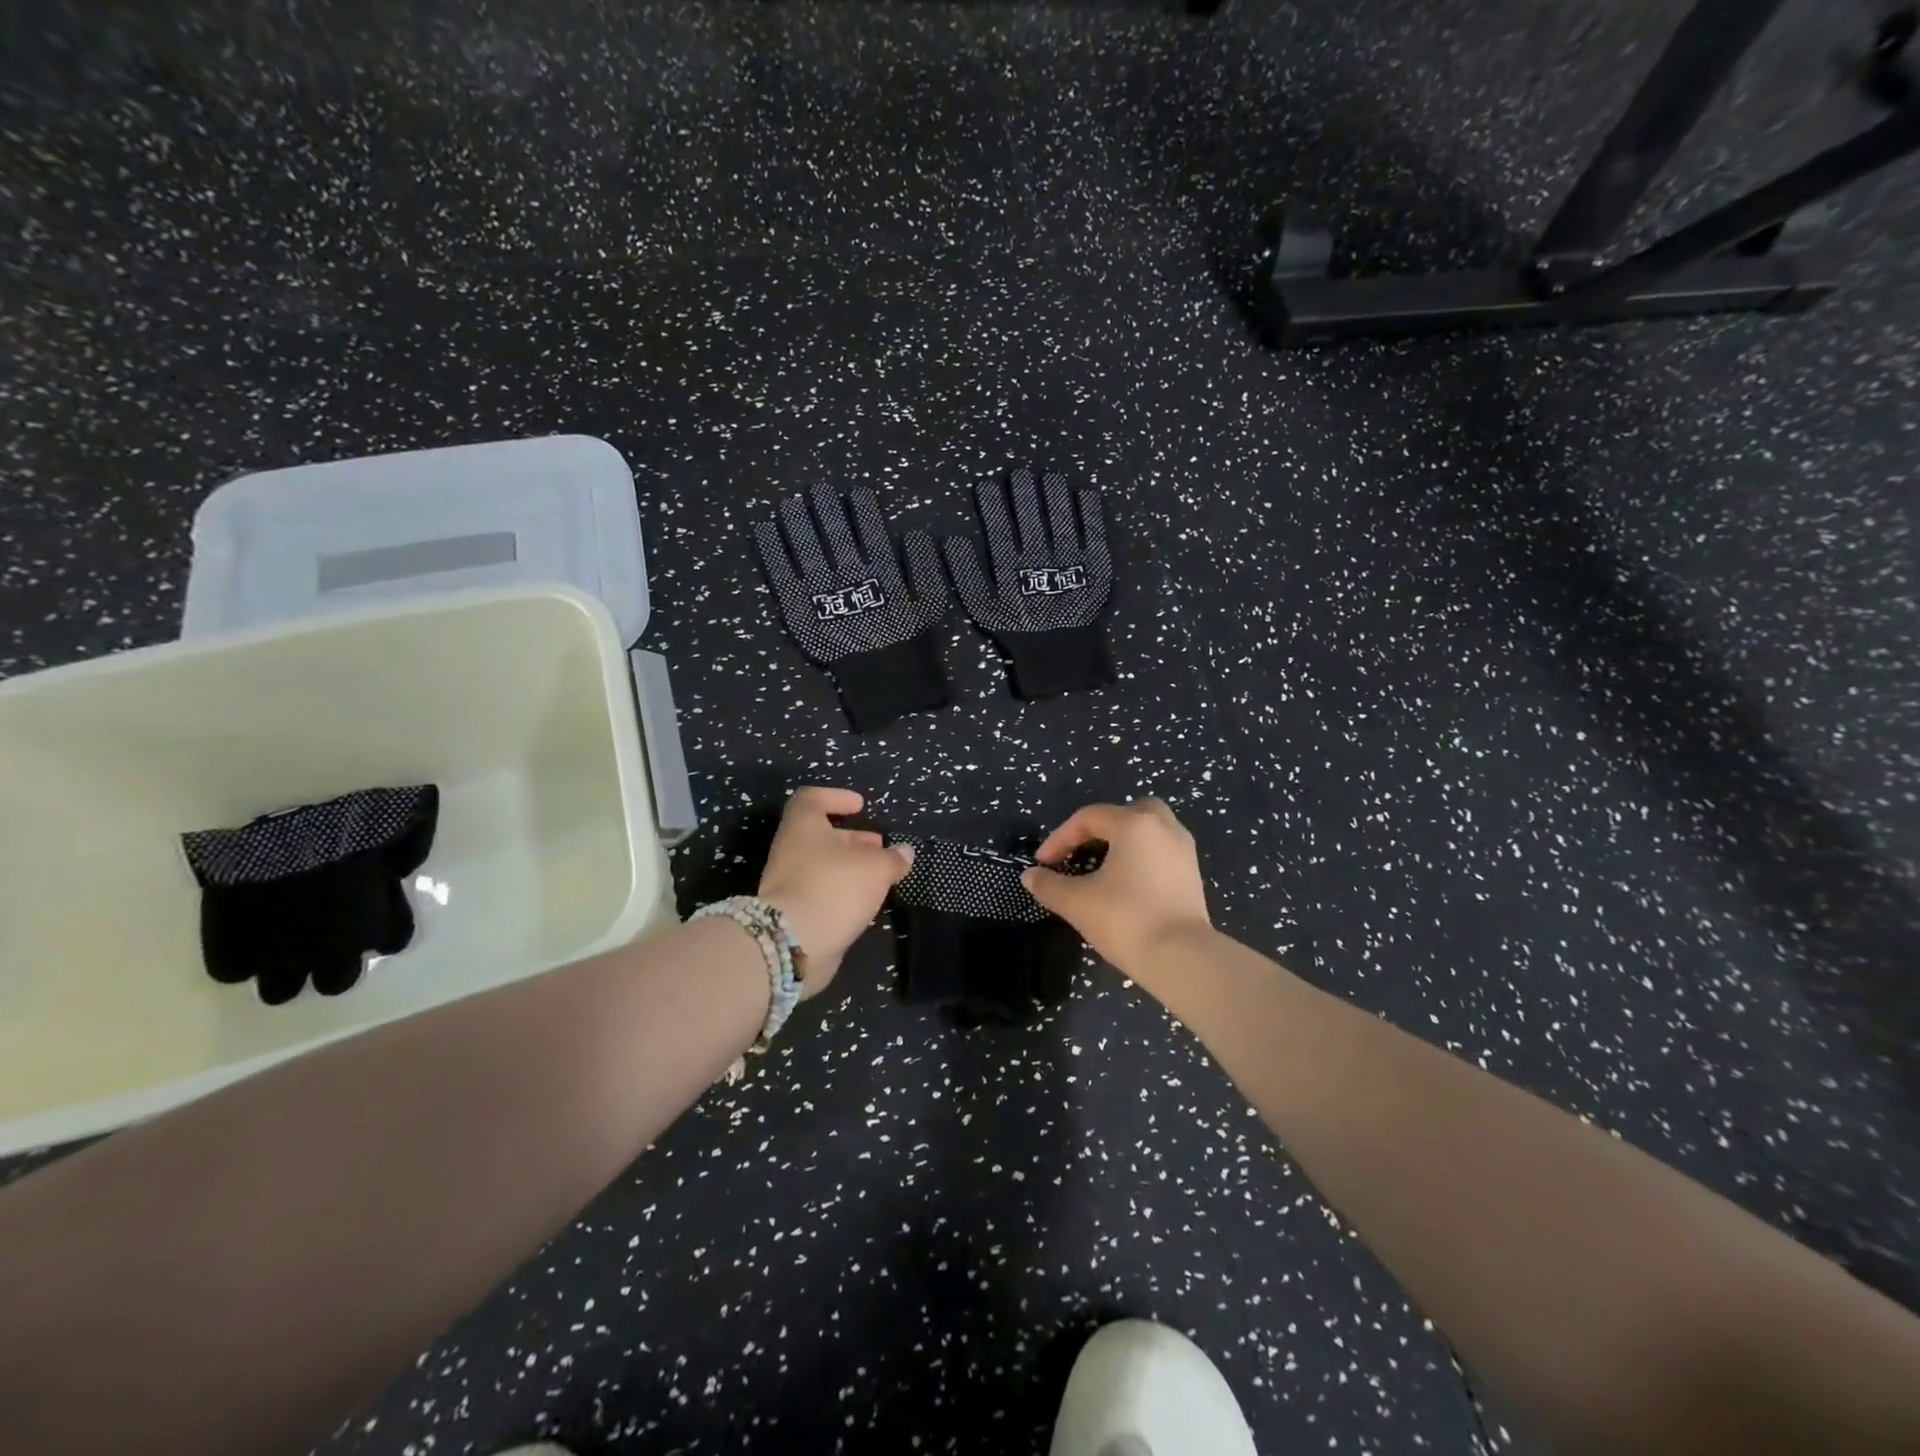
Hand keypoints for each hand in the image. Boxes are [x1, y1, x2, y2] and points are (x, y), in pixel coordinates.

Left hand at [757, 786, 913, 996]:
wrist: (793, 944)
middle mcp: (791, 850)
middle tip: (879, 846)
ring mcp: (789, 883)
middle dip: (853, 839)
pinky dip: (842, 892)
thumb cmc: (834, 888)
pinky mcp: (793, 912)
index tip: (860, 805)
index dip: (837, 797)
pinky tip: (865, 902)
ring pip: (823, 866)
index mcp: (803, 826)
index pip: (812, 798)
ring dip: (851, 868)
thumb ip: (892, 859)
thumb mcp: (876, 868)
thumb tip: (904, 852)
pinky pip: (821, 892)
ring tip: (880, 876)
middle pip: (821, 835)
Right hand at [1022, 798, 1213, 980]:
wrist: (1182, 959)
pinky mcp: (1193, 876)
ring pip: (1150, 831)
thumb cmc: (1126, 920)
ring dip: (1124, 842)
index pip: (1088, 818)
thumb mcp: (1077, 902)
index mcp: (1134, 824)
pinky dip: (1142, 858)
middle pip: (1128, 812)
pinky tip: (1127, 884)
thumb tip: (1030, 876)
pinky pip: (1161, 852)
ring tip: (1103, 867)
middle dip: (1101, 828)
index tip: (1042, 864)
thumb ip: (1049, 885)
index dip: (1059, 838)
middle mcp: (1163, 828)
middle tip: (1081, 851)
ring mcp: (1184, 851)